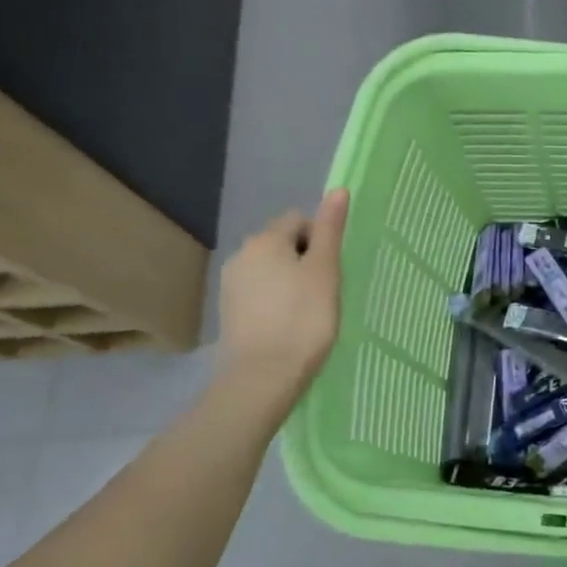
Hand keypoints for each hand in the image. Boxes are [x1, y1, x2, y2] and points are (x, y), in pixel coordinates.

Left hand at [217, 189, 349, 399]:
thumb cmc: (303, 318)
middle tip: (324, 290)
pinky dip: (276, 299)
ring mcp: (231, 284)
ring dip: (290, 280)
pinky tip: (289, 323)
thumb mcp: (325, 270)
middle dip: (304, 259)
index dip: (320, 239)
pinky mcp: (229, 310)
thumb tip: (338, 190)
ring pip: (271, 268)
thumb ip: (330, 230)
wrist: (263, 376)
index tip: (332, 269)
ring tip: (308, 309)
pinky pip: (260, 291)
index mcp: (265, 240)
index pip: (299, 220)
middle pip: (282, 243)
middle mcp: (241, 254)